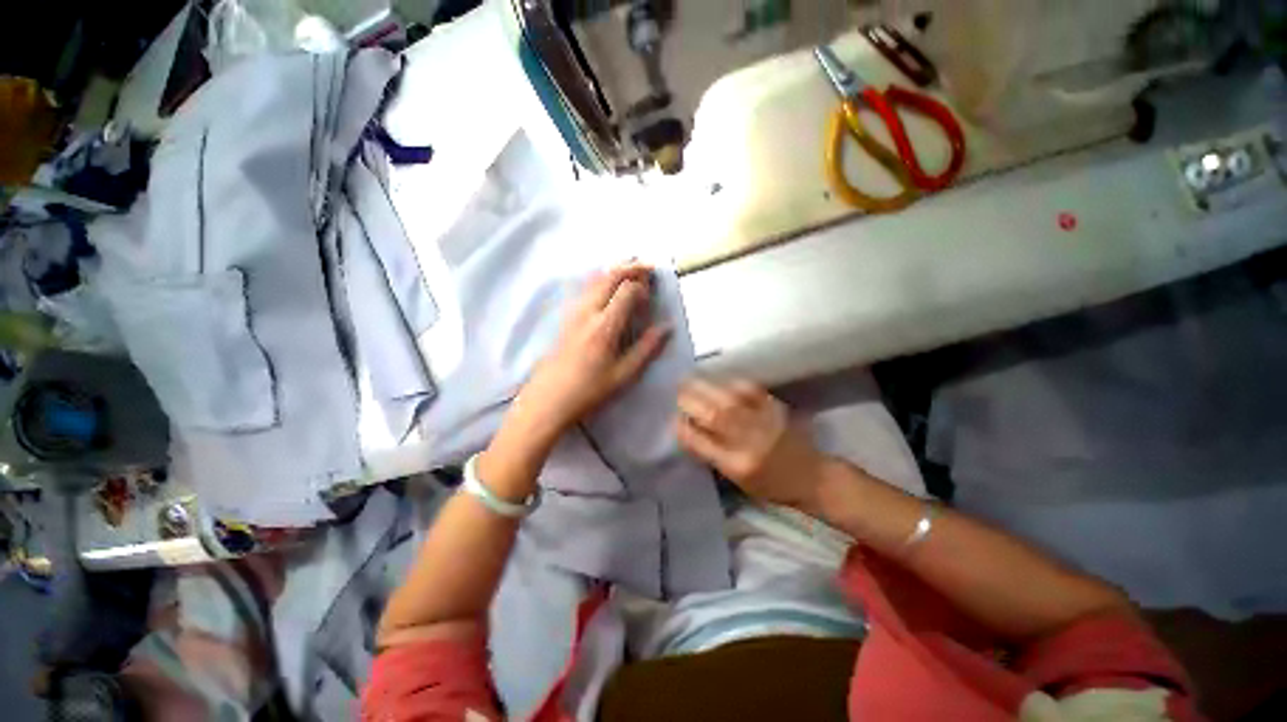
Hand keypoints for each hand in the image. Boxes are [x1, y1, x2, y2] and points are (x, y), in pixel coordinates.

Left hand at [514, 262, 670, 439]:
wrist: (549, 399)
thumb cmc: (590, 390)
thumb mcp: (624, 375)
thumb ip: (647, 348)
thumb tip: (667, 327)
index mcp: (605, 326)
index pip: (627, 289)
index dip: (642, 287)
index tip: (651, 296)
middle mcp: (588, 311)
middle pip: (609, 275)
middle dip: (631, 267)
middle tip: (648, 268)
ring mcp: (574, 312)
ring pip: (595, 279)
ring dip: (615, 271)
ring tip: (632, 273)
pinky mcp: (566, 317)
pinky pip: (586, 288)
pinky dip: (602, 280)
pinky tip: (609, 290)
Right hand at [676, 379, 826, 508]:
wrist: (811, 475)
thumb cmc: (770, 484)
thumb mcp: (737, 479)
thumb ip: (712, 454)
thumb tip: (687, 428)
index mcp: (737, 465)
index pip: (701, 443)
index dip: (683, 428)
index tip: (673, 418)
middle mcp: (750, 442)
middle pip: (714, 416)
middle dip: (690, 401)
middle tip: (676, 392)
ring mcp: (764, 422)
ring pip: (728, 399)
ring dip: (704, 387)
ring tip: (689, 380)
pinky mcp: (775, 407)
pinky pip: (749, 390)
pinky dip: (730, 383)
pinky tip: (719, 381)